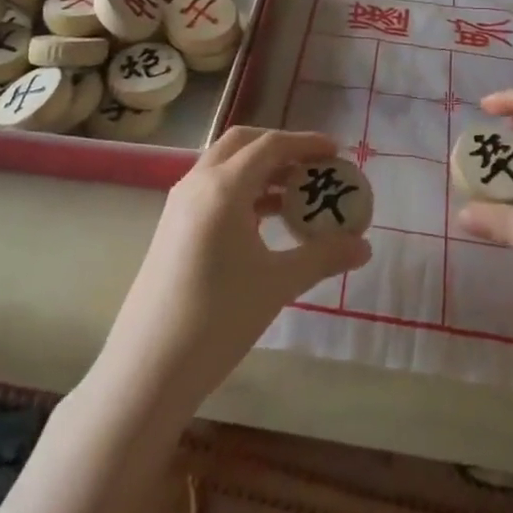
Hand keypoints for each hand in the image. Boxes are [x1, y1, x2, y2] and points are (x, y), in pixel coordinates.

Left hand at [100, 127, 370, 404]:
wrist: (148, 370)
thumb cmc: (217, 319)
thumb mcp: (277, 284)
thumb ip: (323, 257)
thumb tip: (364, 247)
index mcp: (223, 187)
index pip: (270, 145)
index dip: (306, 143)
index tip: (336, 150)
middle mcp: (197, 183)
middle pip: (243, 143)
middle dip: (280, 147)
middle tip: (313, 165)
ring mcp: (180, 204)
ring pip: (225, 165)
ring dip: (260, 169)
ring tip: (295, 195)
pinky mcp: (172, 227)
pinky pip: (212, 189)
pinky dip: (242, 190)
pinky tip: (264, 221)